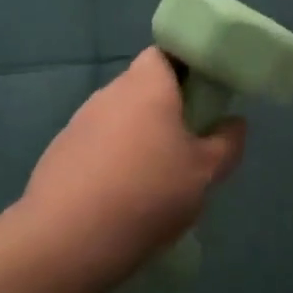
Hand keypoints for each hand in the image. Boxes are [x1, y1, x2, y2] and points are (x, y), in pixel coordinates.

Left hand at [21, 48, 246, 280]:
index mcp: (146, 86)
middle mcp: (108, 94)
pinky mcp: (58, 154)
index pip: (164, 54)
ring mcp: (78, 124)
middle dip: (165, 109)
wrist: (68, 238)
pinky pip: (96, 147)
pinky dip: (112, 162)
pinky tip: (122, 198)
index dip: (186, 68)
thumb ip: (226, 143)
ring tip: (155, 179)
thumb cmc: (149, 193)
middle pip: (141, 88)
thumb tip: (234, 123)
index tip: (204, 96)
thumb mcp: (205, 173)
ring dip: (137, 138)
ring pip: (118, 120)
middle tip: (188, 144)